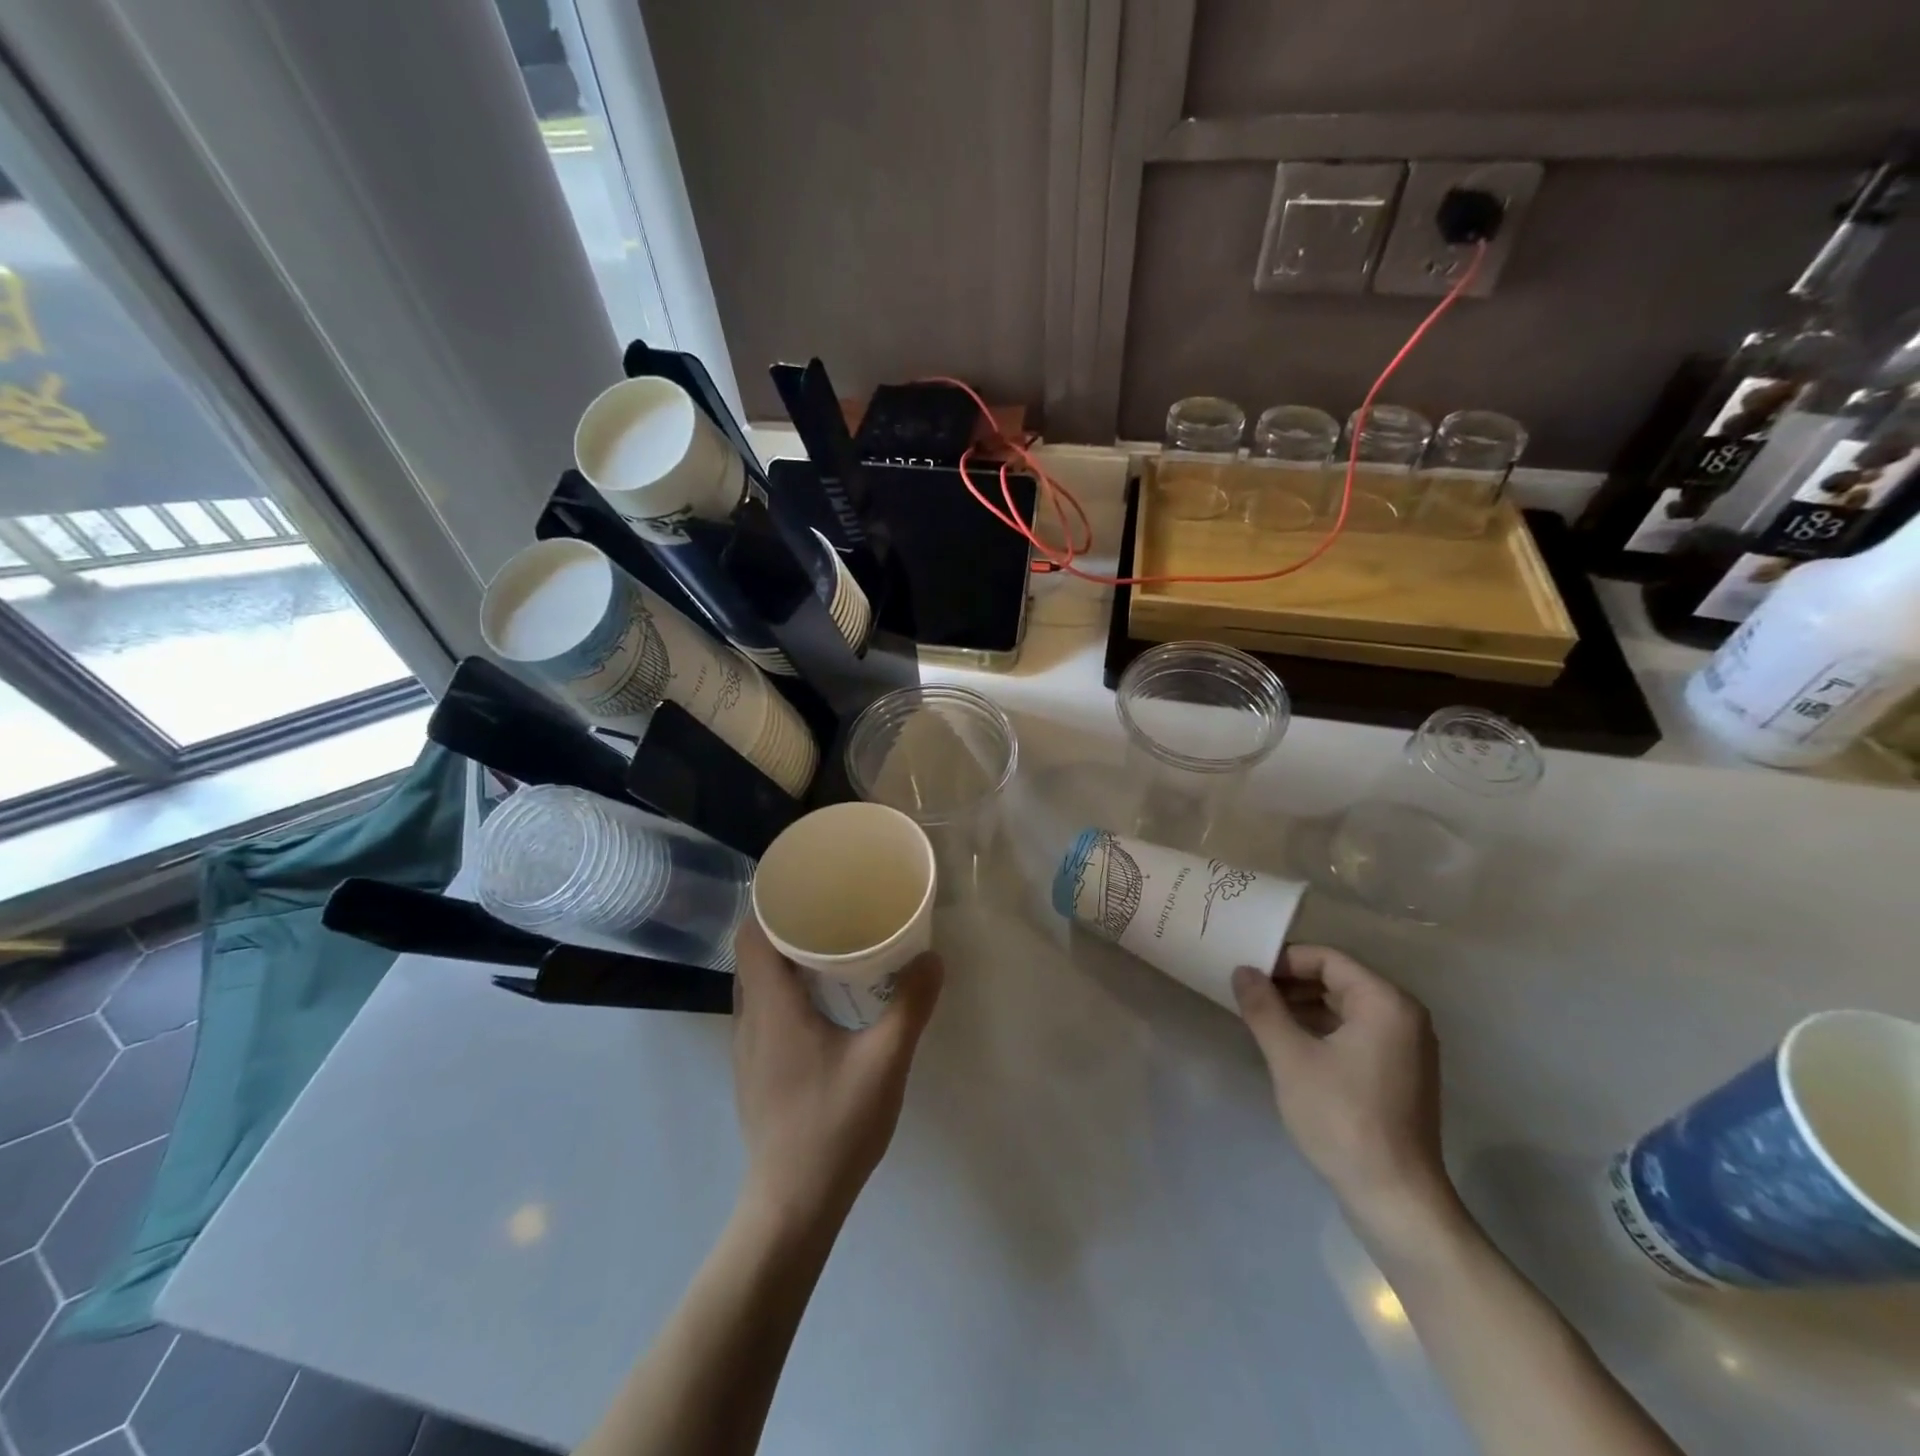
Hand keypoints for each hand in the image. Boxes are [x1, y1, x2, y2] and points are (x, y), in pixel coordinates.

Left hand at [730, 919, 943, 1230]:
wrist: (792, 1205)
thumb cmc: (834, 1125)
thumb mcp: (885, 1061)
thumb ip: (910, 1006)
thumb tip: (932, 958)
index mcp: (771, 1007)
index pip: (752, 934)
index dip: (772, 903)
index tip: (808, 886)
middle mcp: (749, 1020)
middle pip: (753, 954)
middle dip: (786, 926)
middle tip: (832, 910)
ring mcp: (746, 1049)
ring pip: (755, 984)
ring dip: (784, 960)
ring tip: (829, 948)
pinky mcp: (754, 1072)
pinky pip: (761, 1010)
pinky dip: (783, 990)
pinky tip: (821, 1003)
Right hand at [1231, 947, 1459, 1251]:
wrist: (1394, 1198)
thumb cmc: (1342, 1118)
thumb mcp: (1290, 1057)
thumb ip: (1263, 1007)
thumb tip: (1242, 970)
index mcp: (1385, 1002)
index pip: (1327, 959)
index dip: (1283, 960)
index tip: (1246, 974)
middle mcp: (1404, 1015)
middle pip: (1338, 979)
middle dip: (1290, 983)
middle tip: (1247, 994)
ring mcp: (1406, 1046)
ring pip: (1344, 1006)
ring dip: (1302, 1006)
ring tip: (1261, 1017)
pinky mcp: (1399, 1072)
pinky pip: (1355, 1031)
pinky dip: (1321, 1029)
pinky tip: (1288, 1043)